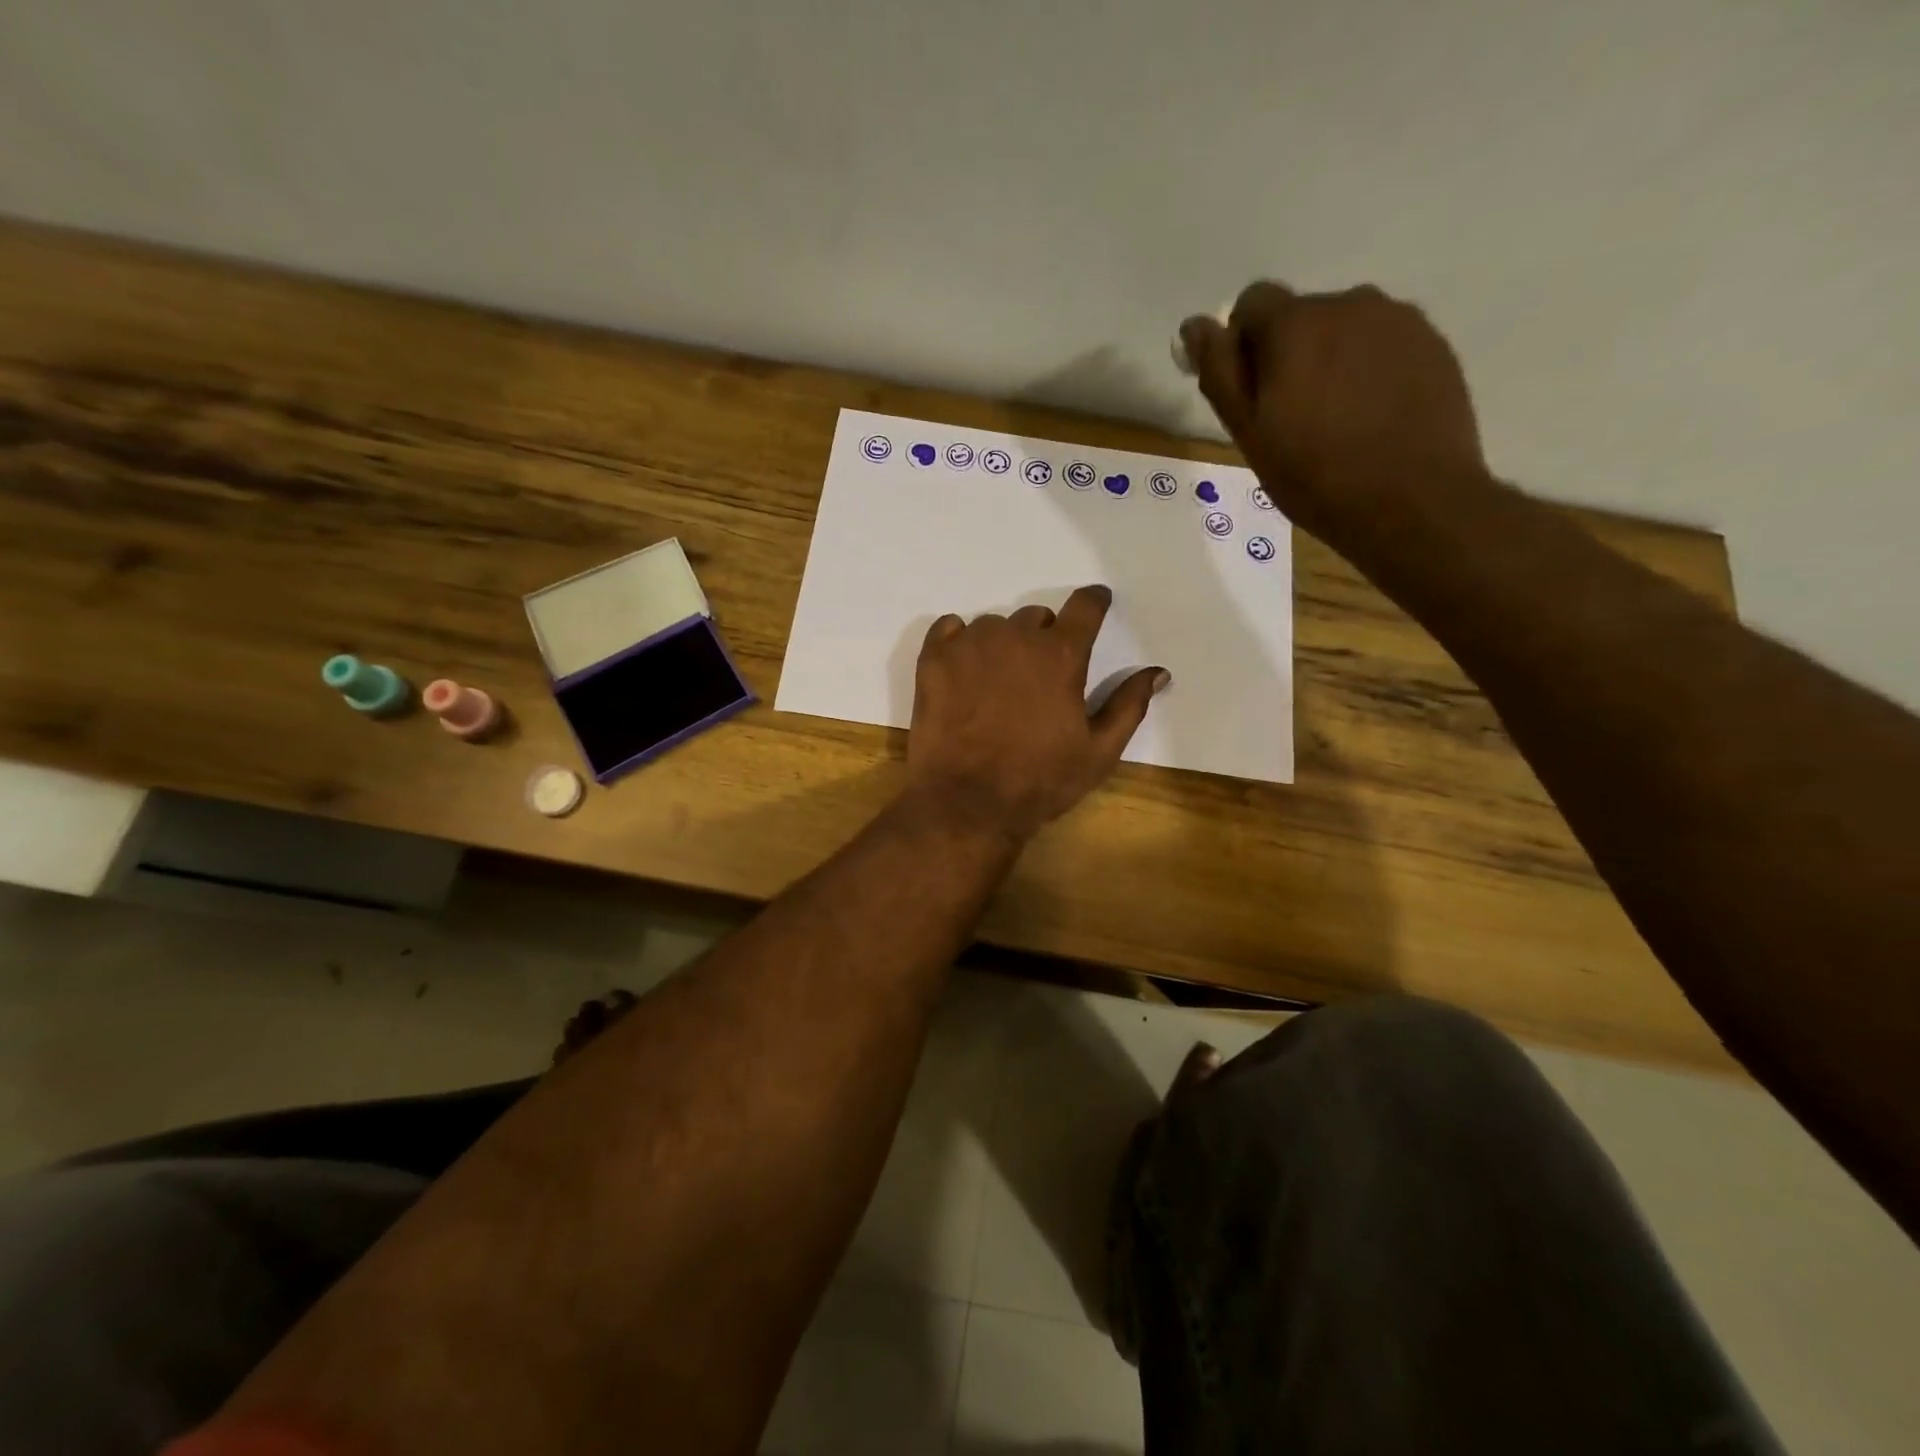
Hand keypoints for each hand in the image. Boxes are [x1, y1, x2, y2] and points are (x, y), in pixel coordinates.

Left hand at [906, 586, 1168, 842]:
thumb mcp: (1099, 751)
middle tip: (1037, 679)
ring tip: (995, 686)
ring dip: (1001, 645)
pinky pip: (949, 629)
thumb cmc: (1040, 780)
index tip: (1096, 605)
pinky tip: (962, 673)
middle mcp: (1016, 637)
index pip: (1085, 606)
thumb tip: (1158, 672)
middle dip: (1042, 639)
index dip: (1094, 603)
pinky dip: (958, 642)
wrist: (968, 802)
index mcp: (1061, 654)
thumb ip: (1129, 705)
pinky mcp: (934, 658)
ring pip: (993, 626)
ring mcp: (970, 644)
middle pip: (1036, 618)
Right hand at [1180, 282, 1487, 541]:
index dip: (1242, 343)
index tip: (1249, 391)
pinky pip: (1384, 345)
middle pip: (1302, 315)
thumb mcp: (1249, 432)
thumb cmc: (1314, 475)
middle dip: (1288, 353)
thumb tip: (1195, 326)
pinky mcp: (1433, 344)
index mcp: (1296, 323)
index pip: (1252, 302)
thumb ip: (1220, 372)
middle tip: (1291, 418)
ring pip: (1346, 329)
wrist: (1412, 502)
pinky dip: (1370, 370)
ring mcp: (1398, 321)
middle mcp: (1349, 303)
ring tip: (1337, 419)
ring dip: (1331, 359)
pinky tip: (1373, 417)